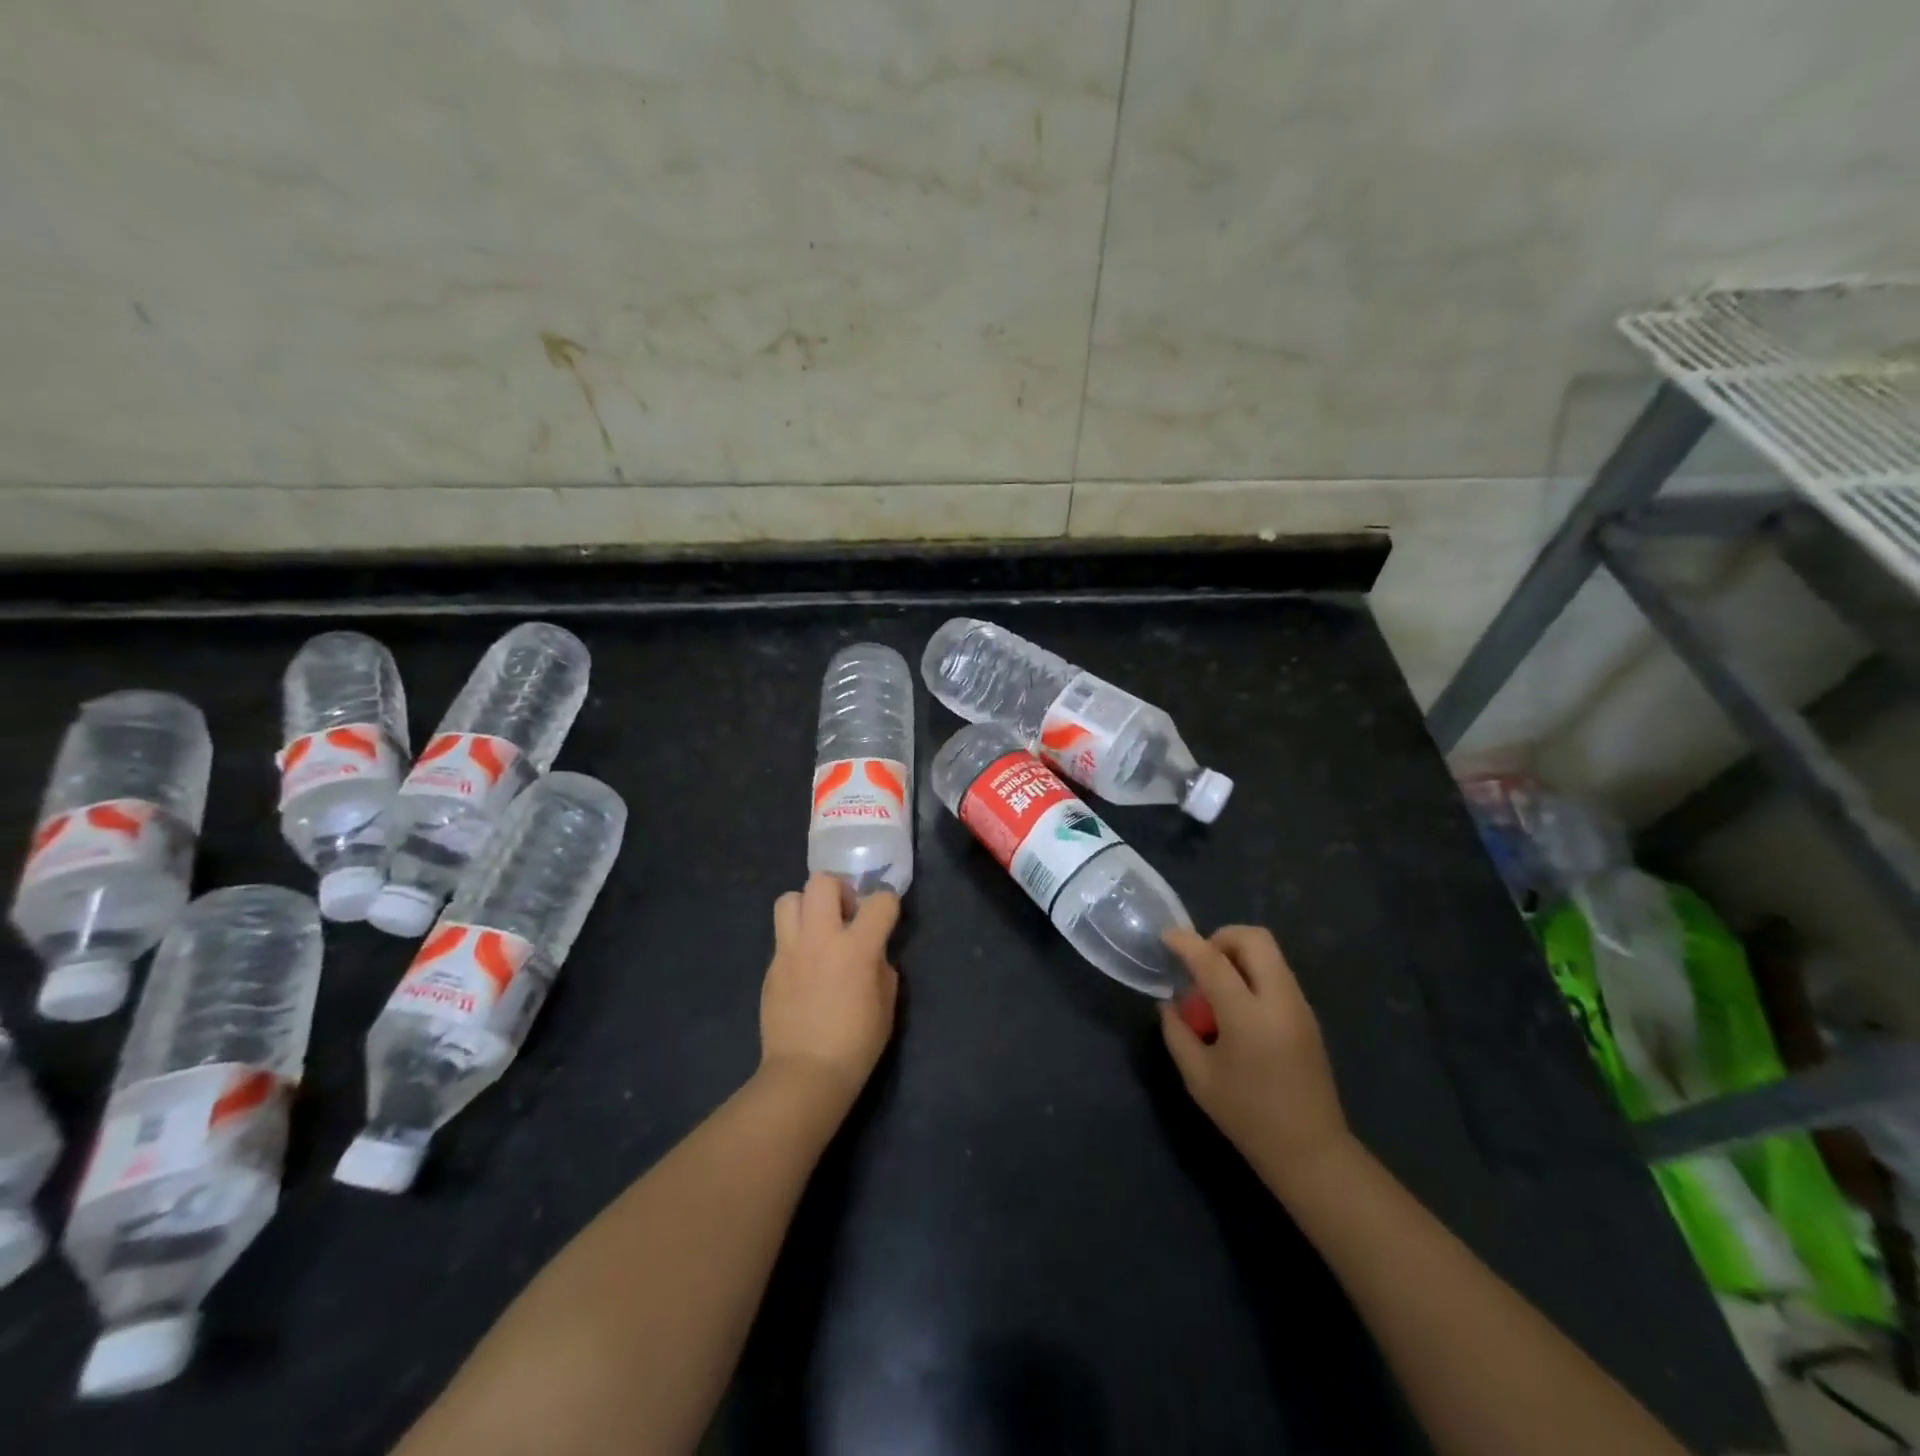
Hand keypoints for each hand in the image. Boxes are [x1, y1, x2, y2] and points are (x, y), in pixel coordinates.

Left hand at [760, 874, 899, 1110]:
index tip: (886, 917)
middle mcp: (820, 938)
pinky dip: (796, 939)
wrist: (805, 1074)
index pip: (880, 900)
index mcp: (856, 947)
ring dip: (807, 907)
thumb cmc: (856, 1043)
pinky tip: (805, 965)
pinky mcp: (771, 967)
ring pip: (789, 899)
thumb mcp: (887, 1004)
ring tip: (818, 930)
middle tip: (846, 914)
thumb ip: (882, 967)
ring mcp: (790, 950)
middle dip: (839, 889)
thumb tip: (873, 954)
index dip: (888, 904)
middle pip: (822, 882)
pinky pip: (782, 936)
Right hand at [1160, 926, 1353, 1192]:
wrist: (1311, 1151)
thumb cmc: (1248, 1116)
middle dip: (1221, 938)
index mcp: (1247, 1016)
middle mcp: (1279, 1000)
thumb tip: (1169, 1003)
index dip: (1186, 942)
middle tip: (1200, 963)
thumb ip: (1177, 1032)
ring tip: (1216, 986)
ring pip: (1270, 953)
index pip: (1212, 960)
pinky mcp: (1308, 1016)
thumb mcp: (1198, 1077)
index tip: (1166, 937)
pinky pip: (1277, 974)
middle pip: (1254, 938)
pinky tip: (1237, 1006)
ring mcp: (1299, 1006)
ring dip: (1238, 954)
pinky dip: (1253, 973)